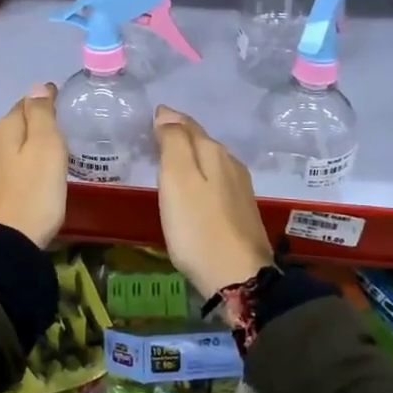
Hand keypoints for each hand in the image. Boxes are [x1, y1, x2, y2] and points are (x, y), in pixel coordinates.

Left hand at [0, 83, 67, 248]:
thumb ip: (41, 115)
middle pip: (12, 124)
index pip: (26, 103)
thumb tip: (38, 86)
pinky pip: (0, 166)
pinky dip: (12, 162)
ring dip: (19, 144)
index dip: (44, 101)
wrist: (0, 246)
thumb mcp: (46, 149)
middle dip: (30, 122)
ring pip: (4, 145)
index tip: (60, 101)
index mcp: (4, 128)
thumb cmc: (32, 194)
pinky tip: (17, 171)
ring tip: (39, 150)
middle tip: (55, 127)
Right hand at [153, 106, 272, 298]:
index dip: (168, 120)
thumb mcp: (177, 180)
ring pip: (210, 161)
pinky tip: (193, 190)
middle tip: (154, 139)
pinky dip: (201, 177)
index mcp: (214, 152)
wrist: (239, 278)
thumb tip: (167, 114)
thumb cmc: (198, 228)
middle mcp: (231, 164)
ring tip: (170, 163)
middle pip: (201, 141)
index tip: (150, 119)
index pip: (187, 125)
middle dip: (180, 137)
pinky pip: (216, 181)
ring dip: (191, 157)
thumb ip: (173, 143)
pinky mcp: (242, 211)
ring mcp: (240, 188)